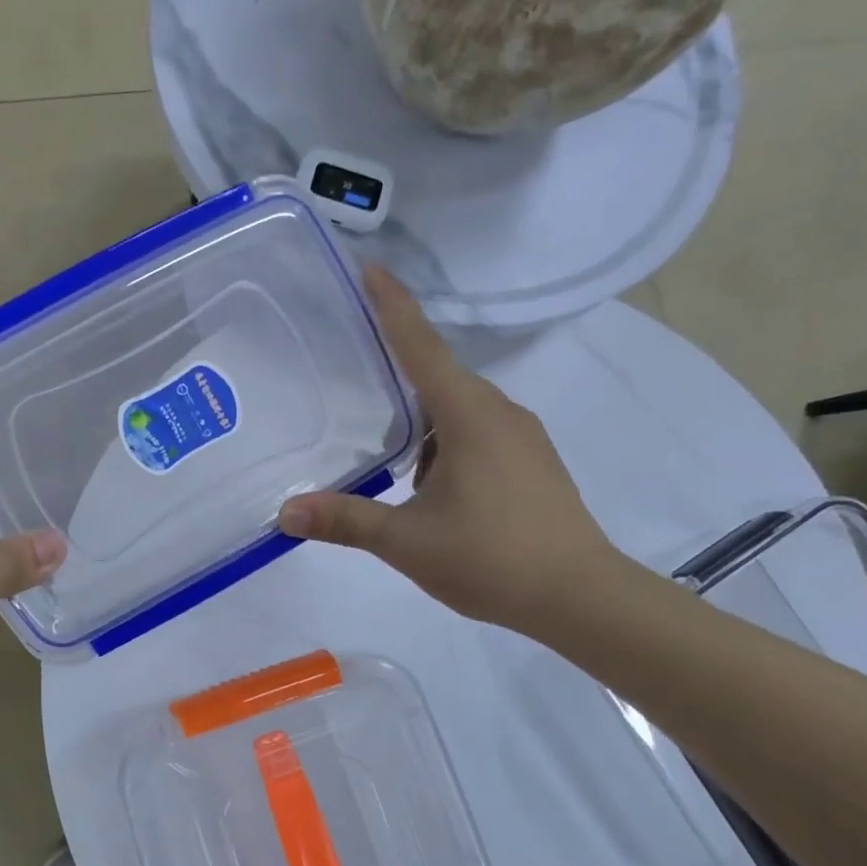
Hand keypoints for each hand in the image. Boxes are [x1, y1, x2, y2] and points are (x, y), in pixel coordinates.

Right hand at [277, 267, 619, 635]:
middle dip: (396, 369)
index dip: (392, 306)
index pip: (420, 346)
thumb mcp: (407, 541)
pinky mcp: (532, 462)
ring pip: (458, 409)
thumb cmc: (492, 558)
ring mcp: (521, 436)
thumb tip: (285, 512)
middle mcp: (498, 412)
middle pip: (438, 375)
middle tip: (351, 370)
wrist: (582, 597)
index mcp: (468, 415)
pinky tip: (426, 484)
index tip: (369, 268)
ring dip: (420, 419)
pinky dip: (444, 441)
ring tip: (381, 448)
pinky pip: (477, 432)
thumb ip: (345, 520)